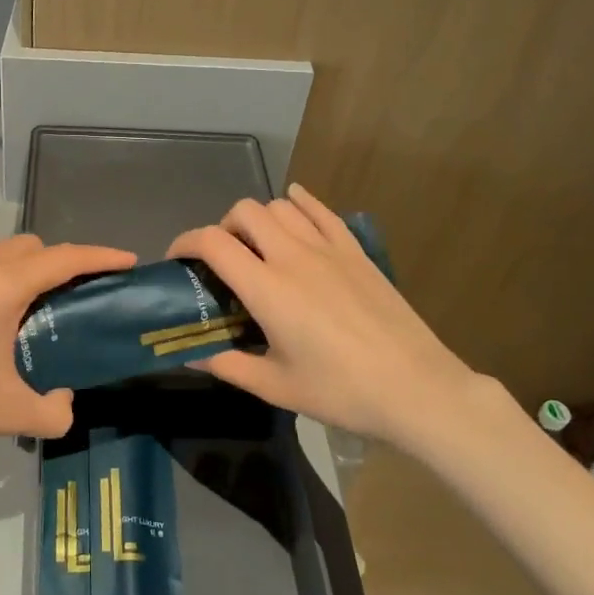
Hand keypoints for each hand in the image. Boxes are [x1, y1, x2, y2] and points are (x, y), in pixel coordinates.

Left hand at [0, 235, 136, 468]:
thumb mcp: (8, 413)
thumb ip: (52, 412)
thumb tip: (63, 405)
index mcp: (2, 285)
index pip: (65, 258)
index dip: (101, 256)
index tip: (127, 260)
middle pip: (29, 246)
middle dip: (57, 262)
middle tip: (68, 300)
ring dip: (16, 269)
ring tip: (19, 312)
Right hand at [167, 185, 503, 447]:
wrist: (415, 387)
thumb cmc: (341, 391)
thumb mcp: (275, 386)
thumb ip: (226, 365)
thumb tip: (188, 356)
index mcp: (267, 289)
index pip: (212, 242)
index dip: (185, 243)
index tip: (178, 261)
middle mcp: (293, 256)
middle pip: (244, 212)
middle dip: (222, 228)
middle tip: (222, 261)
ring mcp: (328, 248)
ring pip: (280, 206)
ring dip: (258, 219)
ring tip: (257, 246)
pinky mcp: (355, 251)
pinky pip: (322, 210)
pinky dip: (300, 202)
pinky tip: (294, 204)